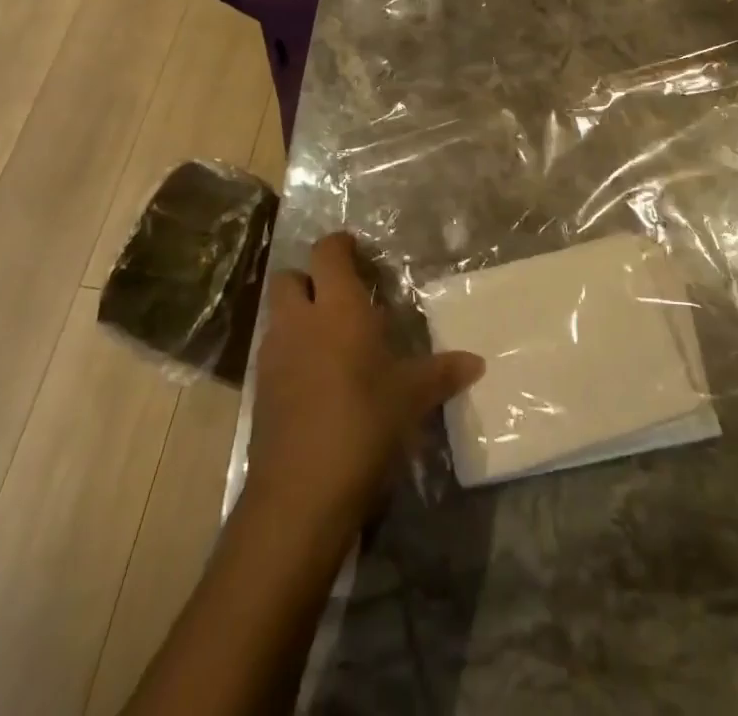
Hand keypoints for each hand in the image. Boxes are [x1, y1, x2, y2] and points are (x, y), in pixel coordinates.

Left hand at [245, 232, 483, 531]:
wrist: (301, 493)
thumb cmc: (364, 423)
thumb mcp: (412, 397)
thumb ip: (442, 373)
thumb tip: (477, 363)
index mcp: (337, 308)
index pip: (327, 252)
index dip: (340, 245)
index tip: (359, 252)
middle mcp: (299, 321)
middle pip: (290, 278)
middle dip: (310, 280)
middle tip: (342, 298)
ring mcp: (273, 356)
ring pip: (279, 316)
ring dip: (300, 318)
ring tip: (334, 342)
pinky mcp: (260, 391)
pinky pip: (274, 354)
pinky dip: (292, 354)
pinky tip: (319, 381)